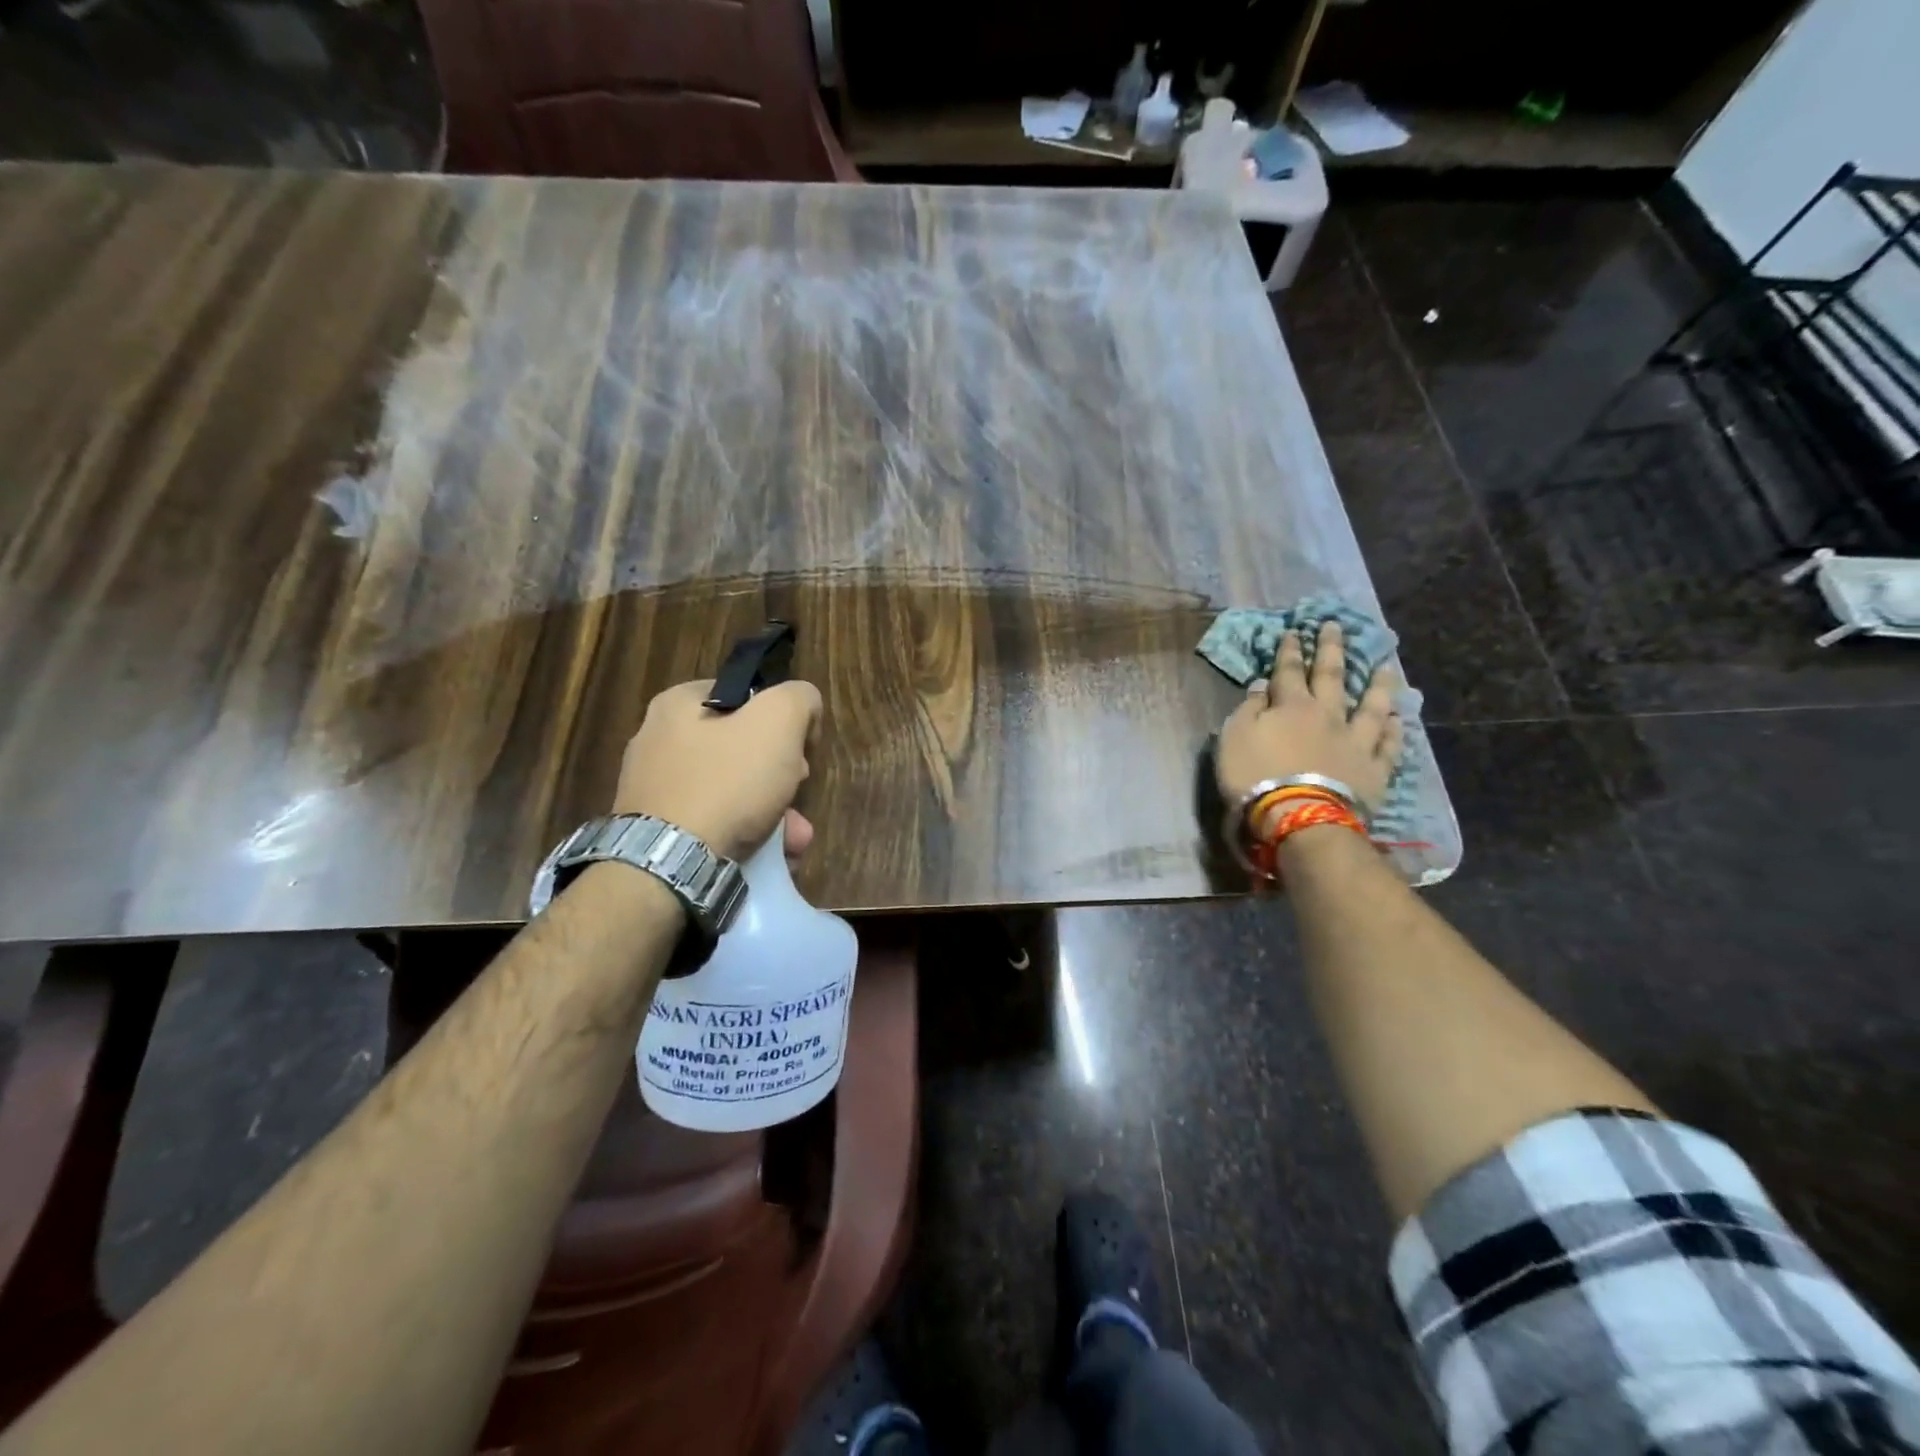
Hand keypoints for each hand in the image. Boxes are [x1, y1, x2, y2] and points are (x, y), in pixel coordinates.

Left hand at [613, 679, 822, 861]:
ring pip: (733, 794)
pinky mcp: (657, 834)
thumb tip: (804, 709)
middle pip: (742, 751)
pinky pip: (714, 827)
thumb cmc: (727, 781)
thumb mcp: (778, 721)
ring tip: (795, 840)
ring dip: (774, 815)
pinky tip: (772, 857)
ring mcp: (655, 792)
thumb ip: (799, 699)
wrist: (671, 865)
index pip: (745, 698)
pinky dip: (747, 838)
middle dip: (782, 777)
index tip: (799, 750)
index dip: (781, 720)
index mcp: (677, 705)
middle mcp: (658, 742)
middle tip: (798, 792)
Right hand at [1215, 622, 1402, 816]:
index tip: (1294, 631)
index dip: (1289, 651)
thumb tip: (1263, 687)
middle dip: (1331, 650)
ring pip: (1370, 706)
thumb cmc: (1256, 776)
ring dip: (1377, 685)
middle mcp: (1327, 715)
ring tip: (1385, 666)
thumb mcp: (1235, 737)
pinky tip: (1397, 718)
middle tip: (1336, 627)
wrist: (1299, 816)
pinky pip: (1388, 745)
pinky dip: (1393, 730)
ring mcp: (1356, 742)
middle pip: (1331, 677)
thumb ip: (1249, 709)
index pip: (1288, 671)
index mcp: (1291, 706)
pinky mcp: (1374, 770)